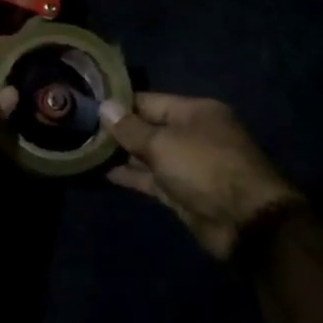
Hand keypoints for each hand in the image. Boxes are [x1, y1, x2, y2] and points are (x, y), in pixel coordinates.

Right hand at [101, 93, 301, 259]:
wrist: (244, 221)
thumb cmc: (204, 168)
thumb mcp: (163, 143)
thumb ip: (130, 128)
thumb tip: (104, 107)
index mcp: (194, 111)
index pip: (148, 100)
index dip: (119, 103)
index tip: (87, 104)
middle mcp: (191, 133)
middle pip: (148, 126)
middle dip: (117, 129)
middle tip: (78, 128)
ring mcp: (187, 164)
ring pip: (147, 154)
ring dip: (120, 154)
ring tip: (83, 148)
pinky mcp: (181, 191)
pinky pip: (150, 178)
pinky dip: (130, 175)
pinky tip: (102, 172)